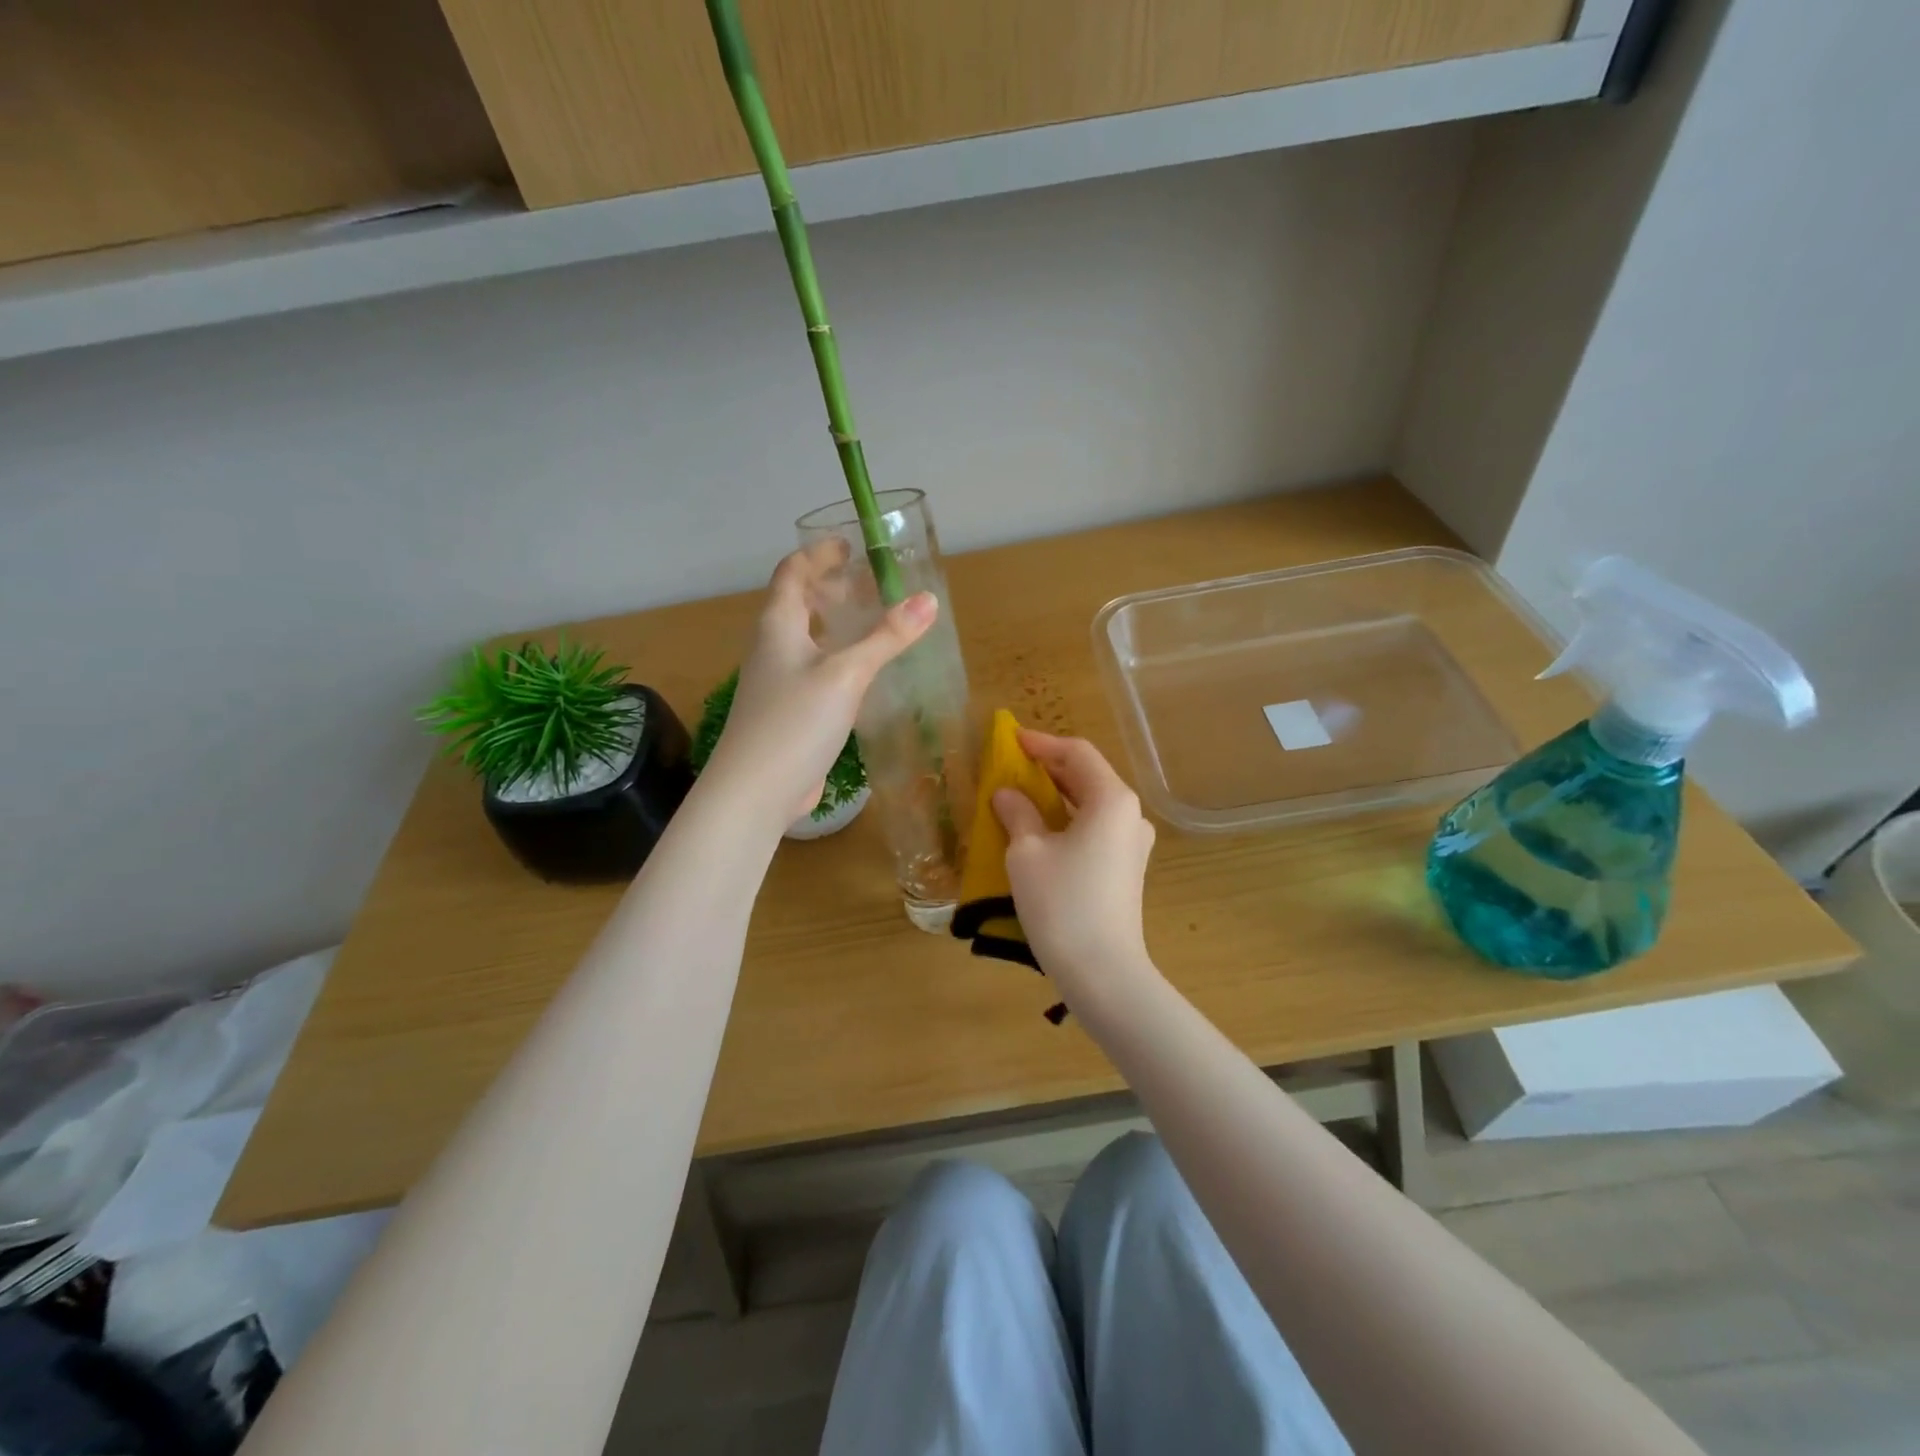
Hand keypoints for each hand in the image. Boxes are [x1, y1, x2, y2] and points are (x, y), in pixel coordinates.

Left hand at [705, 544, 935, 829]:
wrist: (755, 790)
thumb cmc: (795, 721)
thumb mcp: (846, 674)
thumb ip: (886, 637)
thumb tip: (928, 599)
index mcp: (778, 625)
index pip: (792, 572)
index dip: (818, 553)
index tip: (849, 543)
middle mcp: (773, 647)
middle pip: (799, 603)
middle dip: (832, 587)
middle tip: (871, 583)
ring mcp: (778, 681)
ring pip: (808, 638)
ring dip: (836, 624)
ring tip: (873, 621)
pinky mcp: (789, 711)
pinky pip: (816, 670)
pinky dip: (839, 658)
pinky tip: (864, 672)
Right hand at [992, 730, 1159, 1010]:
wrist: (1103, 972)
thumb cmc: (1062, 903)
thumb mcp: (1027, 853)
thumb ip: (1017, 813)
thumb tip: (1007, 794)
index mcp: (1112, 799)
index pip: (1077, 753)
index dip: (1041, 743)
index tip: (1010, 740)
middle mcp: (1130, 815)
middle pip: (1088, 776)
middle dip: (1048, 768)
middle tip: (1011, 766)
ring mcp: (1132, 844)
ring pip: (1091, 804)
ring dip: (1056, 795)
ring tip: (1020, 795)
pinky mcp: (1126, 869)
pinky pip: (1095, 829)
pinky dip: (1067, 820)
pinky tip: (1040, 831)